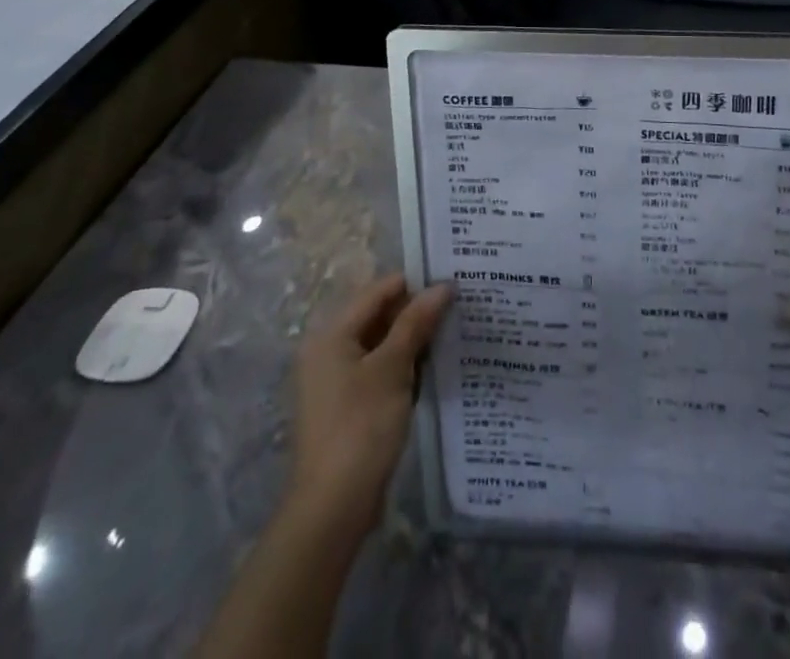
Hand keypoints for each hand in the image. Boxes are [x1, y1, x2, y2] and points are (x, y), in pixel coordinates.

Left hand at [289, 274, 452, 540]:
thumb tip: (442, 286)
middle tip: (460, 304)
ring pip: (383, 344)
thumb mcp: (392, 368)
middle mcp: (329, 351)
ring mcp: (337, 381)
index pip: (379, 290)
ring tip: (455, 330)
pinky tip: (436, 366)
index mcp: (332, 334)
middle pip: (379, 315)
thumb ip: (416, 323)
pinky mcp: (349, 406)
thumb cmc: (360, 427)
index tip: (453, 279)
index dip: (415, 282)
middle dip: (417, 310)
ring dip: (414, 338)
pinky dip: (405, 364)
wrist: (332, 509)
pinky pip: (381, 370)